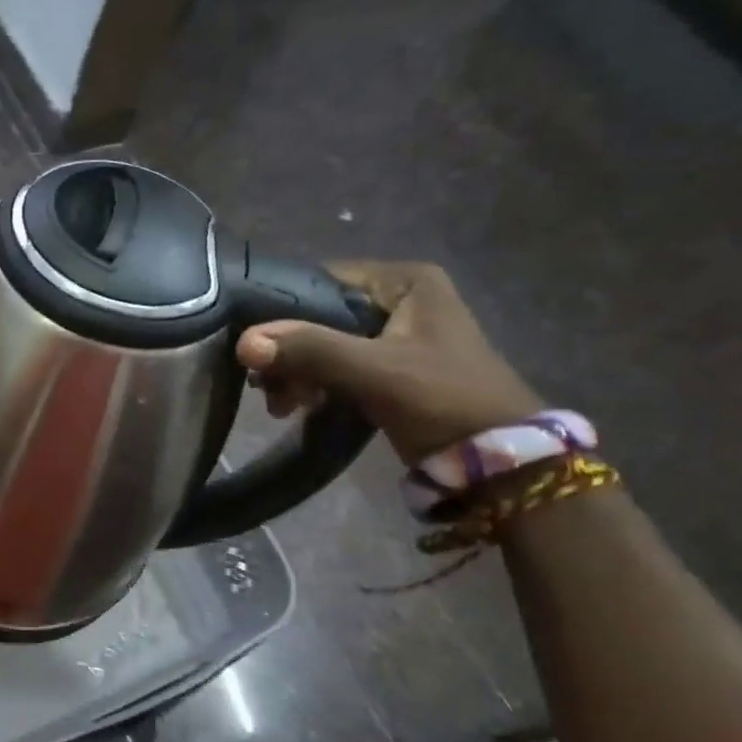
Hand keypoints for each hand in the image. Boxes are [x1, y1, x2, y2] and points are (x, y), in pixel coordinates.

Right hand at [236, 261, 541, 464]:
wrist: (498, 461)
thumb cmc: (443, 400)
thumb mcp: (375, 370)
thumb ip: (310, 350)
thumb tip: (244, 342)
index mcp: (405, 282)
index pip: (321, 281)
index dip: (281, 311)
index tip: (255, 346)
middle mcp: (399, 299)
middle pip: (318, 316)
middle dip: (288, 353)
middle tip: (266, 387)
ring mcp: (394, 335)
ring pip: (322, 344)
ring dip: (295, 374)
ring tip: (282, 406)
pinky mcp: (389, 368)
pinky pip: (335, 367)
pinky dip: (313, 385)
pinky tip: (298, 408)